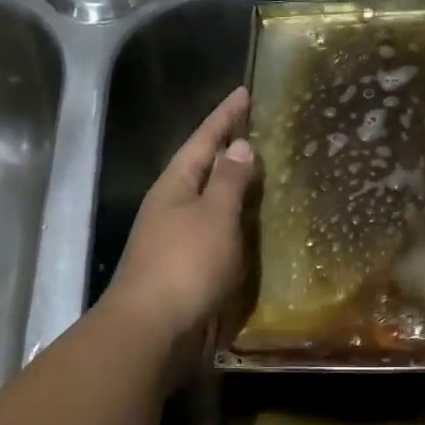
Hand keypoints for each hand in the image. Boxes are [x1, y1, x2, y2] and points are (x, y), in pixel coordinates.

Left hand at [102, 87, 255, 344]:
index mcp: (175, 186)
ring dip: (239, 188)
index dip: (225, 116)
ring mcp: (181, 239)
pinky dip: (241, 224)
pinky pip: (222, 234)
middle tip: (264, 131)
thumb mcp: (213, 216)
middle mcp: (175, 207)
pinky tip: (260, 226)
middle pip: (206, 169)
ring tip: (270, 172)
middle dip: (232, 150)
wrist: (154, 332)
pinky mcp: (193, 268)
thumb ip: (229, 181)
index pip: (203, 139)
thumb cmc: (185, 265)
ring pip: (215, 203)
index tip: (245, 92)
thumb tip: (240, 146)